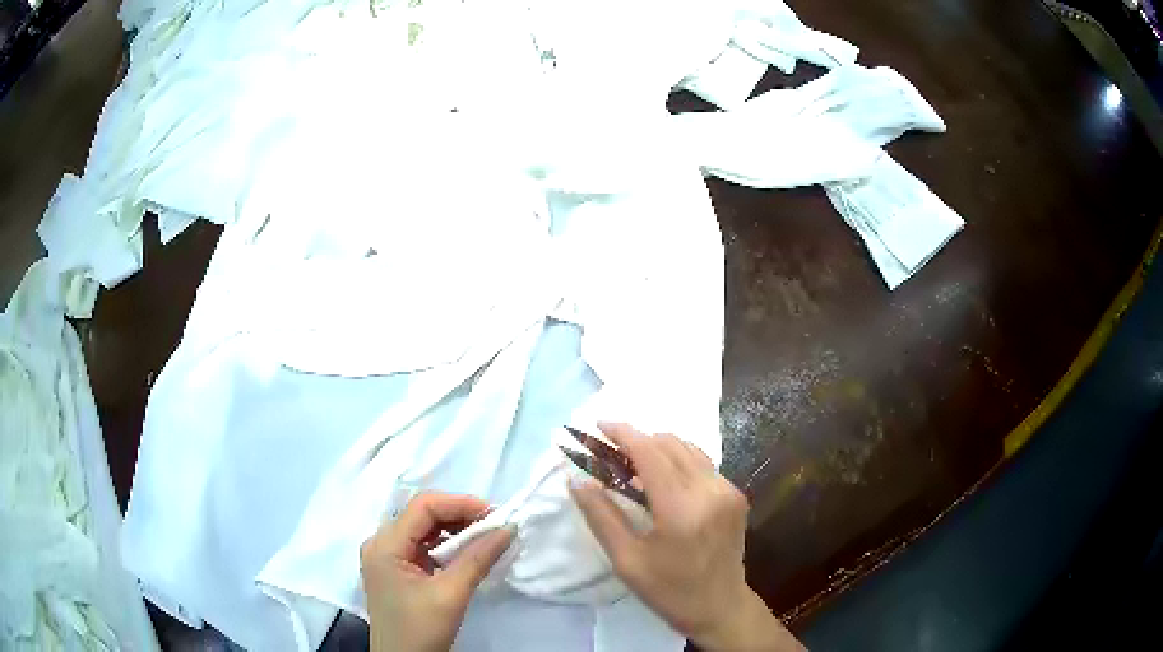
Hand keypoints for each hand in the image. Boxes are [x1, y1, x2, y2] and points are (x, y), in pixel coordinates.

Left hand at [360, 492, 514, 651]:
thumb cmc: (421, 630)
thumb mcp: (451, 595)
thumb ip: (478, 559)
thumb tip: (508, 528)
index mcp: (384, 545)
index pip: (422, 507)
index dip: (459, 504)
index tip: (495, 515)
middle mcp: (381, 544)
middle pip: (422, 515)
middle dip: (459, 516)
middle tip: (495, 527)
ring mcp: (387, 558)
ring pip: (424, 530)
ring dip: (455, 530)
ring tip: (487, 538)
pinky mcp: (397, 571)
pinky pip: (423, 547)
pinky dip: (447, 546)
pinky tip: (468, 553)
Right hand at [570, 423, 804, 651]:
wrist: (721, 607)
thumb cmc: (669, 591)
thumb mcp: (627, 560)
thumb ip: (601, 516)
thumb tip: (577, 480)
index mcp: (682, 508)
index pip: (650, 452)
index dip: (623, 433)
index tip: (598, 425)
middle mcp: (710, 490)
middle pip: (670, 443)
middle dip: (638, 440)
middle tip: (610, 455)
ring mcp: (728, 490)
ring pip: (688, 449)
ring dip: (658, 449)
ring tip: (632, 469)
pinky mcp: (735, 495)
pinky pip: (702, 464)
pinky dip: (677, 462)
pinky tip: (662, 483)